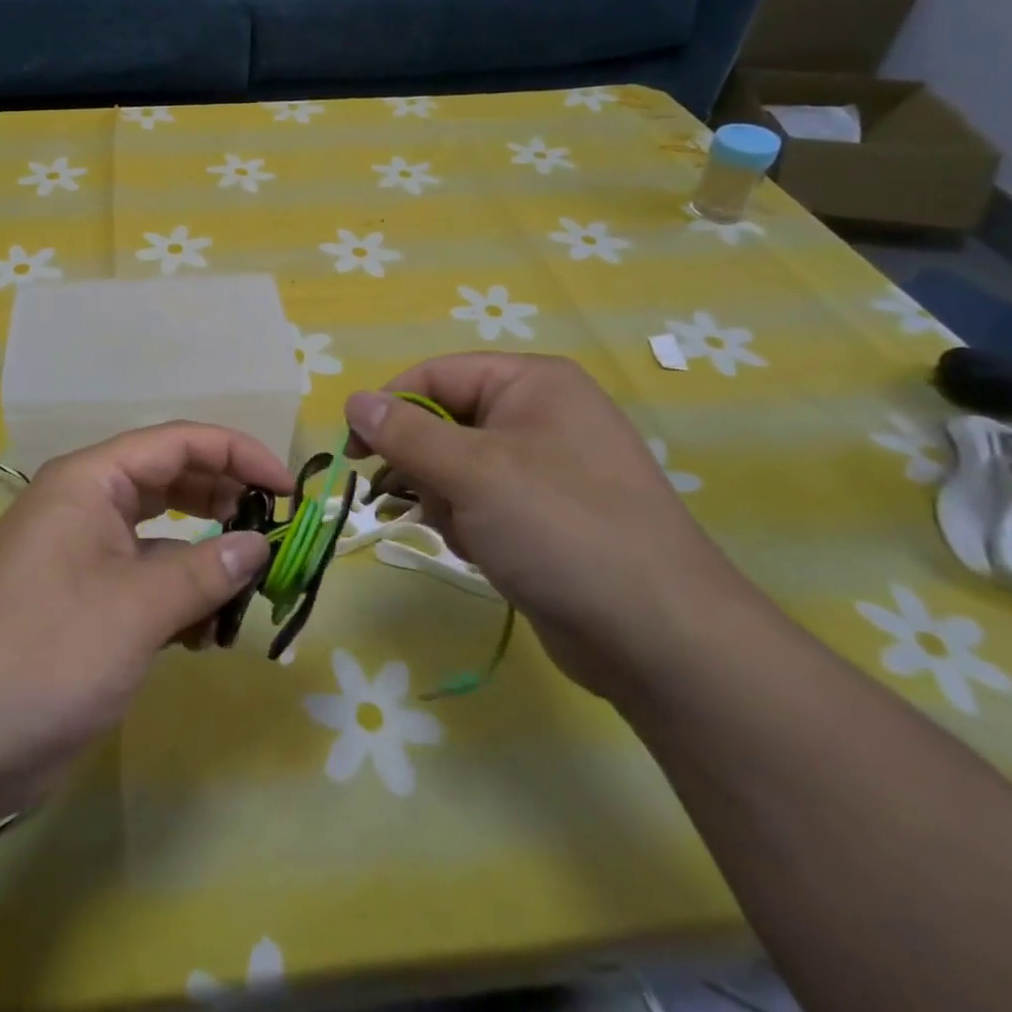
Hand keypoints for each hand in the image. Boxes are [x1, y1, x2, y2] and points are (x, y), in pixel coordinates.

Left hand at [0, 423, 283, 811]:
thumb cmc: (45, 653)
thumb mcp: (136, 608)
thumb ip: (205, 570)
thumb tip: (259, 545)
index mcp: (89, 482)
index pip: (177, 443)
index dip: (238, 454)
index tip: (287, 488)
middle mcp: (83, 506)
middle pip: (169, 481)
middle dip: (223, 500)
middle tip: (272, 530)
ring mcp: (79, 555)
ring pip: (159, 535)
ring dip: (204, 556)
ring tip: (245, 586)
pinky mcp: (80, 601)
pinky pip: (143, 579)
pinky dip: (177, 595)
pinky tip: (204, 631)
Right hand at [345, 354, 760, 699]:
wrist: (659, 637)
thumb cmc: (560, 528)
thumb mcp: (472, 473)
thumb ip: (405, 433)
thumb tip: (353, 400)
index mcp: (531, 383)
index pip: (436, 375)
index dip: (390, 407)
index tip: (353, 453)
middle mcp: (540, 414)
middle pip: (445, 421)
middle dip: (427, 466)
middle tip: (430, 501)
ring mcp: (546, 466)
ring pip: (456, 466)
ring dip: (447, 500)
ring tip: (471, 534)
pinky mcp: (545, 513)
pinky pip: (481, 500)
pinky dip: (470, 524)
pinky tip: (487, 553)